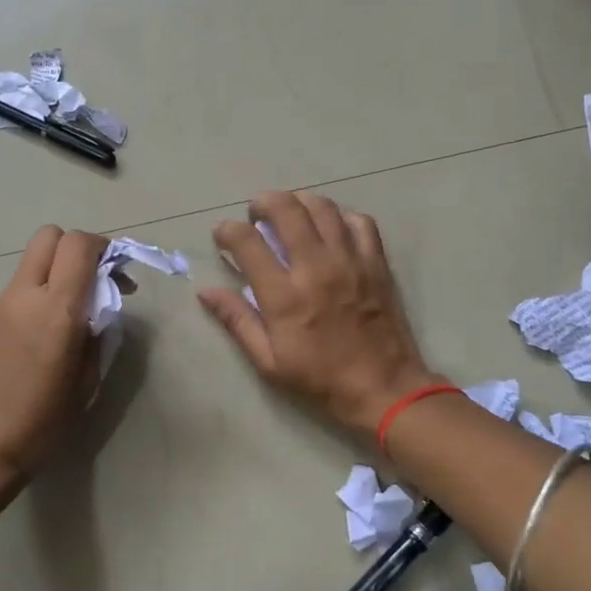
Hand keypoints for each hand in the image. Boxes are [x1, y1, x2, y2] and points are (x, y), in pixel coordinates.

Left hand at [0, 226, 108, 493]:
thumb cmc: (40, 424)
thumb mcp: (85, 382)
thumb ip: (96, 336)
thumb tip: (98, 312)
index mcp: (56, 310)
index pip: (78, 245)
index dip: (103, 247)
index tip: (118, 273)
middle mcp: (25, 295)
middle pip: (50, 236)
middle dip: (77, 248)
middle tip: (95, 281)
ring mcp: (1, 304)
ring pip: (32, 260)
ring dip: (58, 270)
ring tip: (74, 311)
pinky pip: (20, 286)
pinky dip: (40, 290)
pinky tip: (48, 330)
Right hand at [198, 191, 441, 439]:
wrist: (384, 389)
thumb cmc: (320, 379)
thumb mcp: (268, 361)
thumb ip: (237, 320)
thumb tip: (206, 292)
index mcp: (284, 295)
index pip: (247, 242)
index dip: (228, 230)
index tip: (223, 235)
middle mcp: (316, 267)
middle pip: (286, 209)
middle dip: (264, 202)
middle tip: (256, 213)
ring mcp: (350, 261)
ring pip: (323, 207)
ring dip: (299, 202)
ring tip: (290, 213)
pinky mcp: (376, 263)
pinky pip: (360, 222)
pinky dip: (341, 217)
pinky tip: (332, 229)